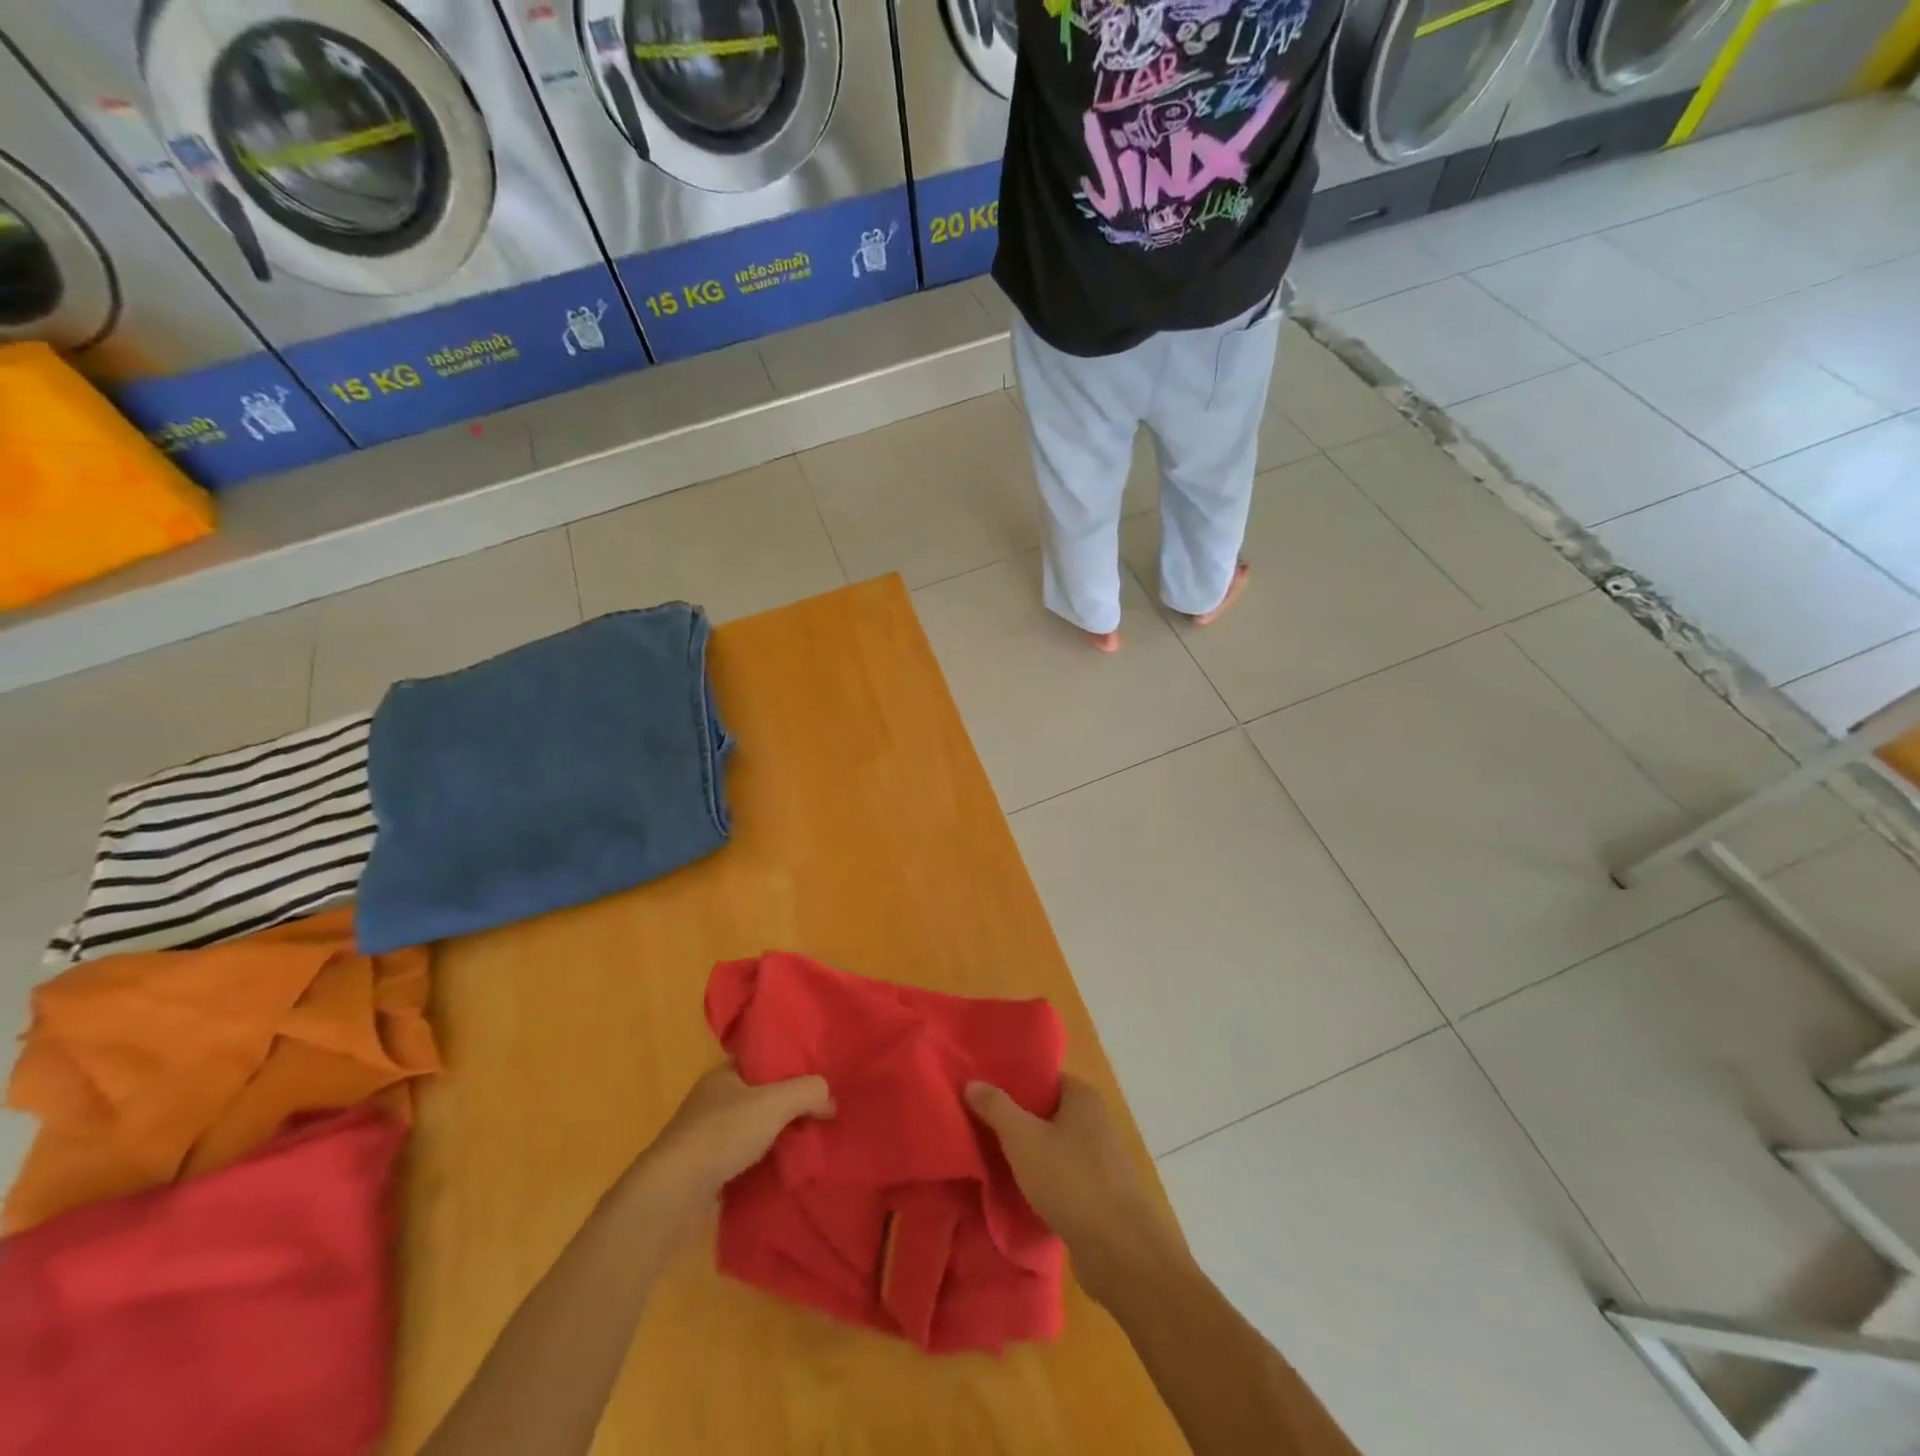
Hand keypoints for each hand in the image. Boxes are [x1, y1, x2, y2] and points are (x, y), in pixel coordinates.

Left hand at [636, 1064, 833, 1216]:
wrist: (670, 1196)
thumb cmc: (722, 1135)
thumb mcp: (775, 1103)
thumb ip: (808, 1092)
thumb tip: (829, 1099)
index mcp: (723, 1074)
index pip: (762, 1060)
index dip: (790, 1066)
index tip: (817, 1078)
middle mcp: (712, 1101)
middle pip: (760, 1096)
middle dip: (787, 1105)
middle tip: (820, 1115)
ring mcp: (704, 1138)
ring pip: (751, 1130)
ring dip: (775, 1137)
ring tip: (807, 1145)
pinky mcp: (702, 1173)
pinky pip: (741, 1161)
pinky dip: (760, 1165)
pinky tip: (781, 1172)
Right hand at [966, 1074, 1188, 1304]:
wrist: (1121, 1251)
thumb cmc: (1071, 1180)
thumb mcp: (1023, 1138)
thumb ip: (996, 1107)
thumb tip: (972, 1082)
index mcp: (1083, 1096)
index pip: (1042, 1078)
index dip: (1012, 1083)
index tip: (981, 1092)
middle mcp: (1094, 1121)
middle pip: (1045, 1111)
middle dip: (1015, 1120)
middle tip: (976, 1124)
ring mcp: (1098, 1159)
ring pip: (1052, 1146)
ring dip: (1026, 1153)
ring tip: (987, 1156)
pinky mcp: (1097, 1194)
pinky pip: (1060, 1176)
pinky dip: (1040, 1180)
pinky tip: (1014, 1189)